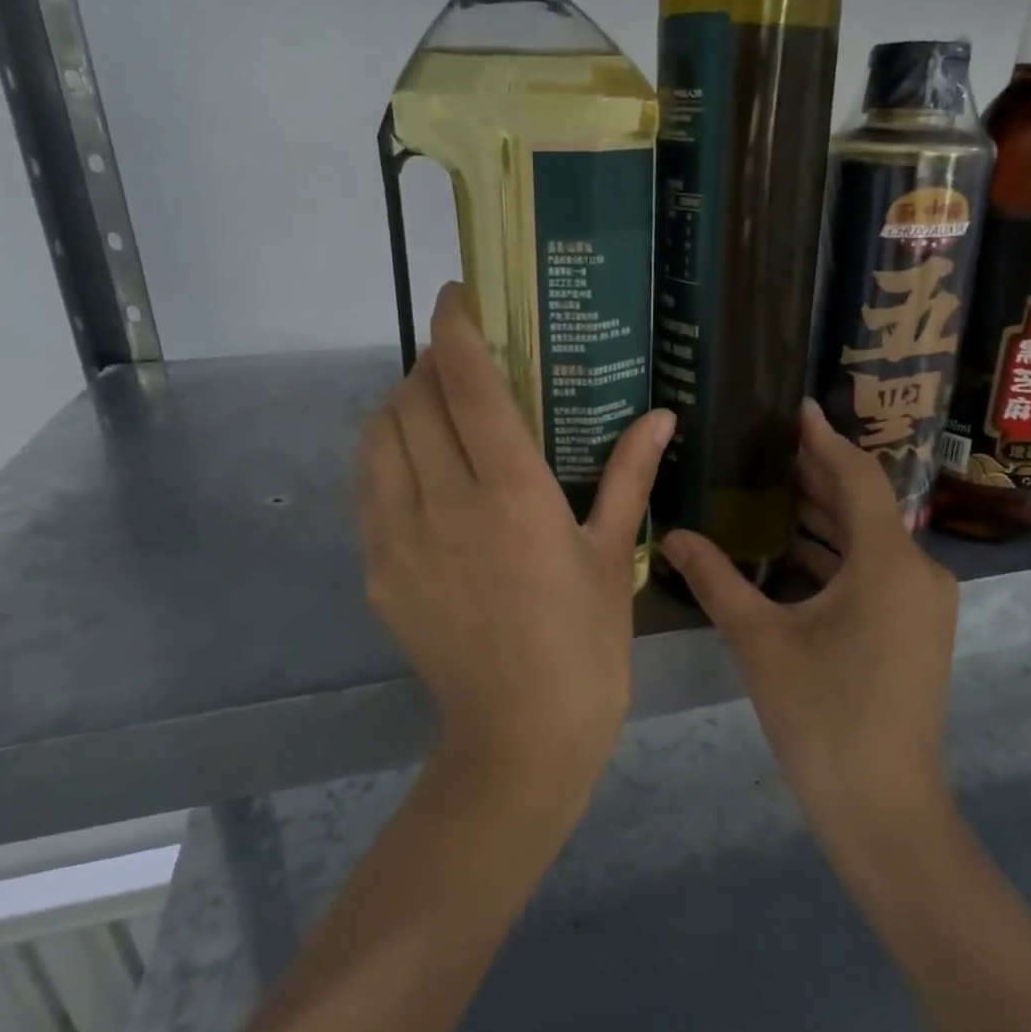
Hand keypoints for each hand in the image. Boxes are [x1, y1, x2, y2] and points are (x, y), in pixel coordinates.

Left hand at [357, 283, 674, 784]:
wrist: (520, 737)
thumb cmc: (585, 644)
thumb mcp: (613, 555)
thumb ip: (630, 474)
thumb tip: (662, 415)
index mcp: (513, 492)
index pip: (467, 382)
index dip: (456, 327)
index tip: (457, 295)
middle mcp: (446, 501)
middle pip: (413, 397)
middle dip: (431, 363)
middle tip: (461, 362)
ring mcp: (399, 537)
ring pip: (378, 435)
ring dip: (401, 404)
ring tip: (434, 408)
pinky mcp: (376, 569)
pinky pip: (367, 487)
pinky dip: (385, 455)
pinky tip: (416, 467)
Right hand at [660, 400, 957, 835]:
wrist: (883, 809)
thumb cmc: (821, 716)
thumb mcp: (759, 640)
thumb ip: (715, 579)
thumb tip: (672, 534)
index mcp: (888, 562)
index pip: (856, 477)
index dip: (824, 439)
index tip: (795, 407)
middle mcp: (918, 571)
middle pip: (865, 505)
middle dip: (817, 476)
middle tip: (766, 448)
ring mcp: (923, 603)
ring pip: (871, 540)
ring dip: (825, 517)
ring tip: (771, 490)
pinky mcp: (917, 629)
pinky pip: (876, 571)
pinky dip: (837, 554)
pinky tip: (793, 551)